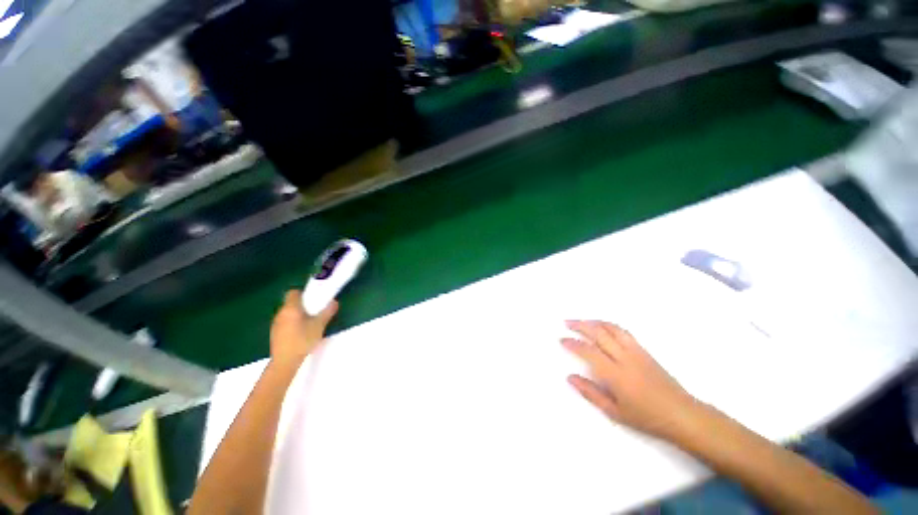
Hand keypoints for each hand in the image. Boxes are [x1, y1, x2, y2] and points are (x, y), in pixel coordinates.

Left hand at [270, 291, 337, 368]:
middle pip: (291, 303)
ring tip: (309, 324)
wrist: (285, 361)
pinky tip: (300, 334)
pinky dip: (292, 324)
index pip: (293, 292)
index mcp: (291, 308)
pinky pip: (285, 323)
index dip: (303, 294)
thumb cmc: (303, 340)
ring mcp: (276, 324)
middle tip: (315, 312)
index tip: (313, 300)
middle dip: (303, 306)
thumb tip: (334, 302)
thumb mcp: (319, 325)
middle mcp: (280, 313)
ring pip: (288, 313)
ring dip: (297, 315)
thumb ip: (327, 312)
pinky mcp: (275, 334)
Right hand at [562, 320, 699, 440]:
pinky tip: (602, 327)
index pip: (588, 352)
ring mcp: (636, 352)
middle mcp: (624, 358)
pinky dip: (608, 325)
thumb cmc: (647, 418)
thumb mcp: (615, 412)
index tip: (562, 340)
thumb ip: (590, 393)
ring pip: (611, 328)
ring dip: (594, 322)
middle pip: (598, 333)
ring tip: (581, 321)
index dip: (572, 344)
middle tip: (566, 323)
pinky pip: (623, 332)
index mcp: (615, 374)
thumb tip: (570, 377)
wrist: (682, 414)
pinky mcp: (644, 350)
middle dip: (580, 325)